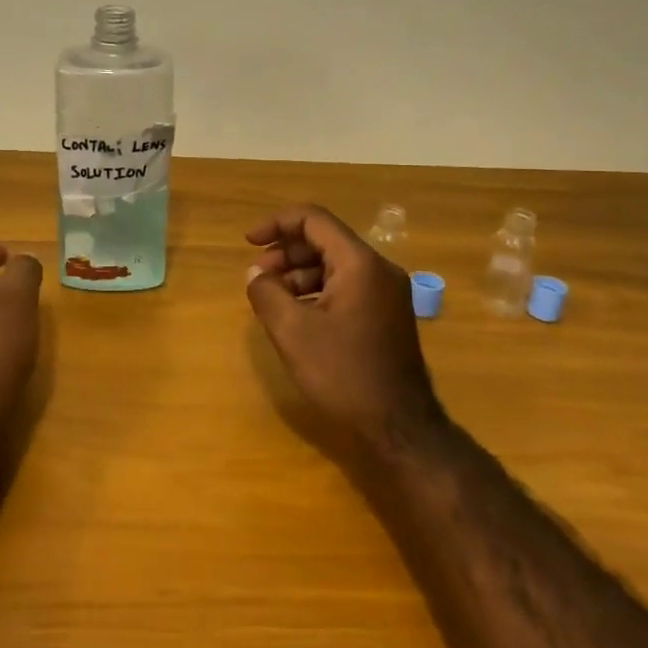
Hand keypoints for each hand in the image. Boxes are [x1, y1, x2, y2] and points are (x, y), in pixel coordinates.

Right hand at [245, 205, 446, 471]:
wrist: (399, 427)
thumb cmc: (343, 374)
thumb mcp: (293, 332)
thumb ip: (267, 293)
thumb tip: (256, 274)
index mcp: (360, 263)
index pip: (314, 220)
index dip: (277, 224)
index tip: (249, 242)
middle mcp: (379, 269)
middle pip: (325, 240)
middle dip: (286, 252)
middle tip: (256, 276)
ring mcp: (388, 293)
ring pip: (335, 265)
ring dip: (299, 273)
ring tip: (271, 297)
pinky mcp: (387, 315)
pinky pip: (347, 286)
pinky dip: (318, 290)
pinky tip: (297, 314)